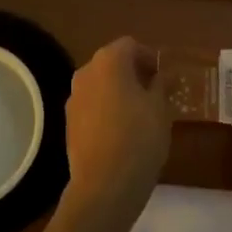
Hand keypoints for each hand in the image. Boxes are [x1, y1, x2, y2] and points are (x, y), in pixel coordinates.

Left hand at [63, 37, 170, 221]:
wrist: (104, 186)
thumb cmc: (139, 138)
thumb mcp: (160, 109)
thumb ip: (161, 85)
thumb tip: (161, 76)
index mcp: (109, 60)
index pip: (131, 46)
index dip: (150, 58)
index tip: (163, 78)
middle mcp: (86, 71)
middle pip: (113, 63)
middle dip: (133, 74)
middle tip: (154, 95)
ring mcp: (74, 97)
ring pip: (101, 85)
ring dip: (118, 92)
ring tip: (139, 115)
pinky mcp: (68, 122)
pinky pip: (92, 106)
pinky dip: (106, 110)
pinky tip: (121, 132)